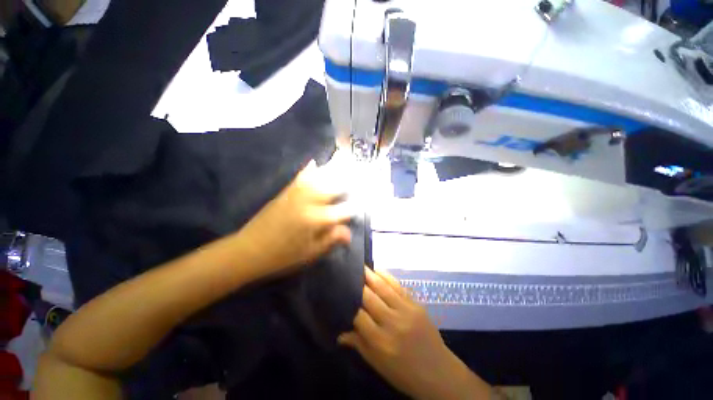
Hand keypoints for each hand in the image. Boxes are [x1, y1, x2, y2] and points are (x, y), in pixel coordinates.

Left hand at [235, 160, 354, 278]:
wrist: (248, 251)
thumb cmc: (282, 256)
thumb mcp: (310, 253)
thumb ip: (331, 239)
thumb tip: (349, 232)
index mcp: (316, 220)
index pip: (343, 210)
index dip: (354, 208)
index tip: (362, 204)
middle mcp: (309, 202)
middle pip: (333, 187)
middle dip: (348, 181)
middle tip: (358, 175)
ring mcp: (296, 195)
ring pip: (319, 179)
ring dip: (332, 170)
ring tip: (343, 161)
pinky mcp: (285, 193)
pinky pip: (300, 178)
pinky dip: (308, 170)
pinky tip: (314, 162)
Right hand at [339, 268, 492, 399]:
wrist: (438, 372)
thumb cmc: (404, 373)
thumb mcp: (378, 364)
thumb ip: (359, 344)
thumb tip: (339, 333)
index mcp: (381, 342)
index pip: (359, 316)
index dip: (349, 305)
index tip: (342, 295)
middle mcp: (393, 322)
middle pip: (370, 298)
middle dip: (358, 285)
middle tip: (349, 274)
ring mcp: (406, 311)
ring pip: (384, 288)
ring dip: (371, 275)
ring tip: (361, 266)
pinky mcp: (416, 304)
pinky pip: (398, 286)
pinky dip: (387, 277)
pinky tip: (378, 270)